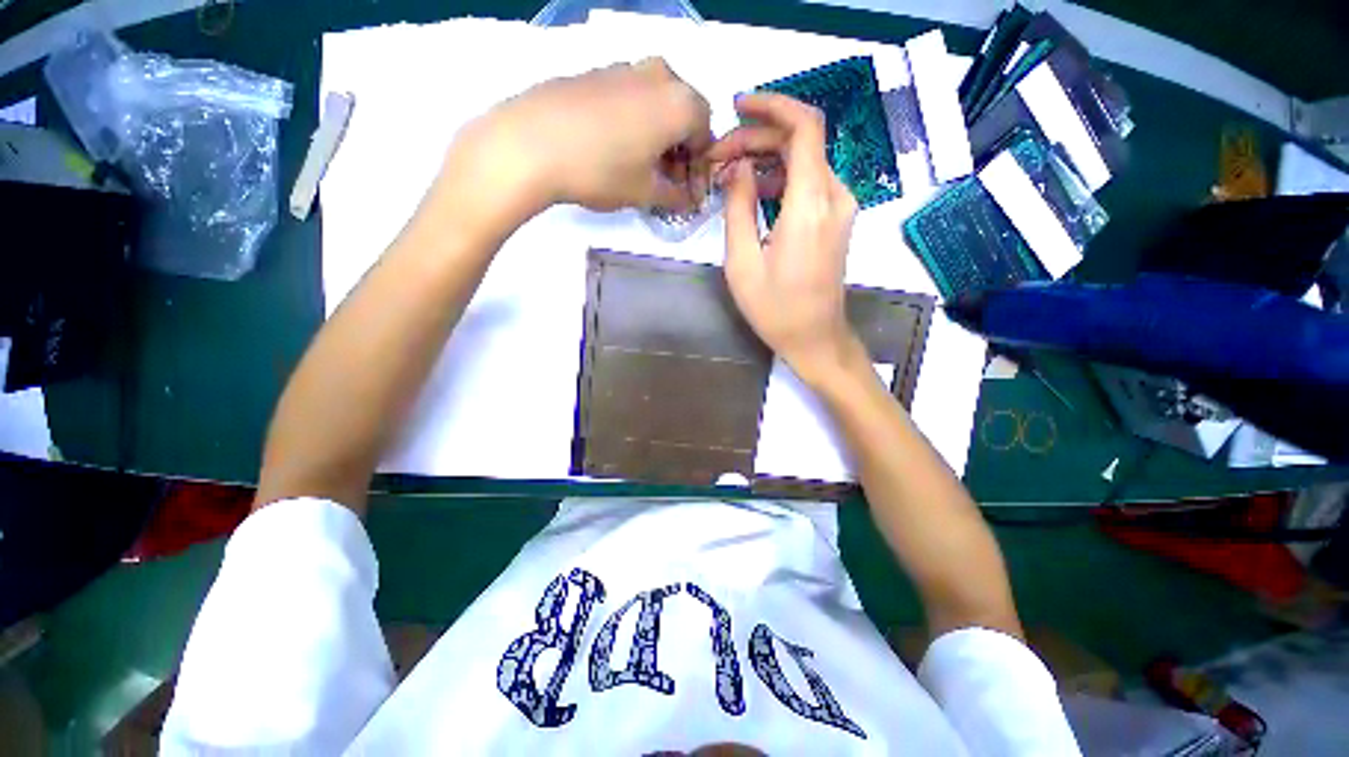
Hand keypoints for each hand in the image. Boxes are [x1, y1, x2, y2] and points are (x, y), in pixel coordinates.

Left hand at [446, 58, 712, 217]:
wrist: (531, 143)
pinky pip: (631, 99)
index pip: (707, 137)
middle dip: (681, 153)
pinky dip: (636, 125)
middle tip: (668, 184)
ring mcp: (625, 68)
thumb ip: (675, 197)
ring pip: (657, 106)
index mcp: (681, 102)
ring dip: (659, 139)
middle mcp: (660, 75)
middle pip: (684, 116)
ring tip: (643, 171)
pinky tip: (617, 150)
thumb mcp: (645, 193)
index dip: (700, 171)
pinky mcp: (597, 72)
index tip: (688, 196)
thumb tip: (687, 200)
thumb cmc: (602, 170)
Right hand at [708, 93, 863, 387]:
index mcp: (811, 204)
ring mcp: (840, 208)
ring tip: (729, 175)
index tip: (738, 107)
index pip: (804, 126)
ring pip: (805, 161)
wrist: (815, 338)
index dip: (772, 106)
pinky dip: (781, 178)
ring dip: (767, 160)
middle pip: (801, 141)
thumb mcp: (743, 262)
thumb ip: (739, 207)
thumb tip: (738, 166)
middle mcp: (834, 196)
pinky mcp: (836, 220)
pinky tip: (753, 193)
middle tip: (719, 157)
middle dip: (758, 139)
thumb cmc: (775, 309)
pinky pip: (809, 183)